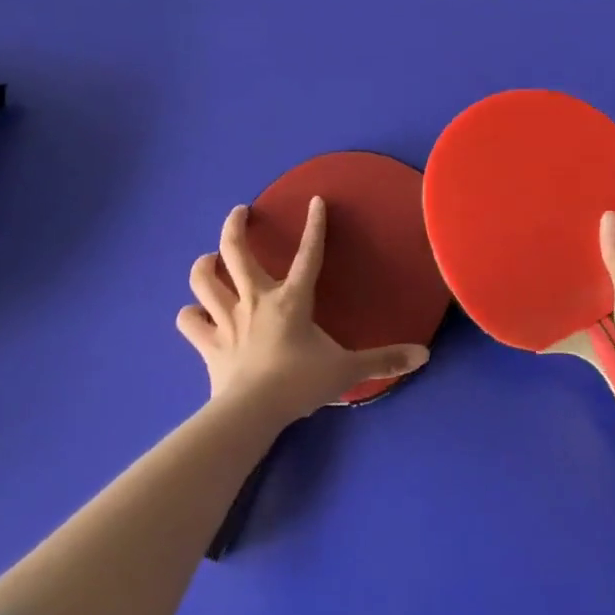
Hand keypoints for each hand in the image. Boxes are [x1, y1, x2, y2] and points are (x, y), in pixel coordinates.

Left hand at [178, 197, 428, 423]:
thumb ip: (384, 359)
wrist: (250, 413)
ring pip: (204, 280)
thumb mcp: (347, 370)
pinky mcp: (207, 344)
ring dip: (204, 265)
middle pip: (237, 252)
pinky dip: (190, 315)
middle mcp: (256, 300)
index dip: (315, 226)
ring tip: (210, 259)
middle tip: (239, 212)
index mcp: (291, 299)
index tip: (316, 200)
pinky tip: (195, 314)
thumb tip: (424, 355)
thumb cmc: (299, 383)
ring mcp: (227, 320)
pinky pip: (190, 322)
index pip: (308, 254)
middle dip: (236, 225)